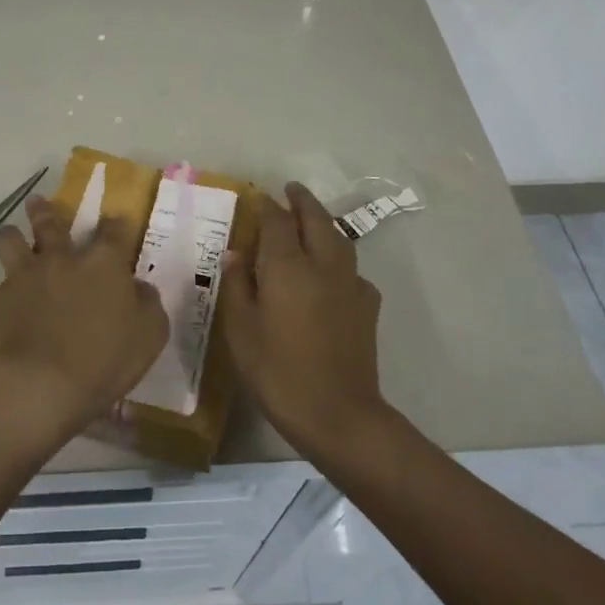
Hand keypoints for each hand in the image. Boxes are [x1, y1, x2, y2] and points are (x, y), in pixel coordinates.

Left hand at [0, 196, 168, 443]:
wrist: (48, 384)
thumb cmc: (106, 359)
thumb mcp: (150, 333)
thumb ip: (147, 303)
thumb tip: (138, 287)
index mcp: (100, 263)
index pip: (112, 231)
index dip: (114, 223)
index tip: (114, 221)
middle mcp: (58, 259)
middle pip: (48, 223)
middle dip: (43, 210)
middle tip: (37, 202)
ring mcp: (21, 278)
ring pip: (7, 242)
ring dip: (8, 240)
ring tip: (8, 240)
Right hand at [221, 182, 384, 456]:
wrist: (338, 414)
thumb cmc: (277, 370)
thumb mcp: (240, 329)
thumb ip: (238, 285)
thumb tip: (237, 253)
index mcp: (288, 265)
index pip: (277, 221)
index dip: (267, 206)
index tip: (258, 197)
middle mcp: (322, 265)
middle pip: (316, 219)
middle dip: (302, 201)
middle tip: (291, 190)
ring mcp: (350, 285)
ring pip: (339, 240)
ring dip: (324, 223)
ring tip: (311, 221)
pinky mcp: (366, 308)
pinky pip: (352, 270)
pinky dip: (339, 260)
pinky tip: (332, 275)